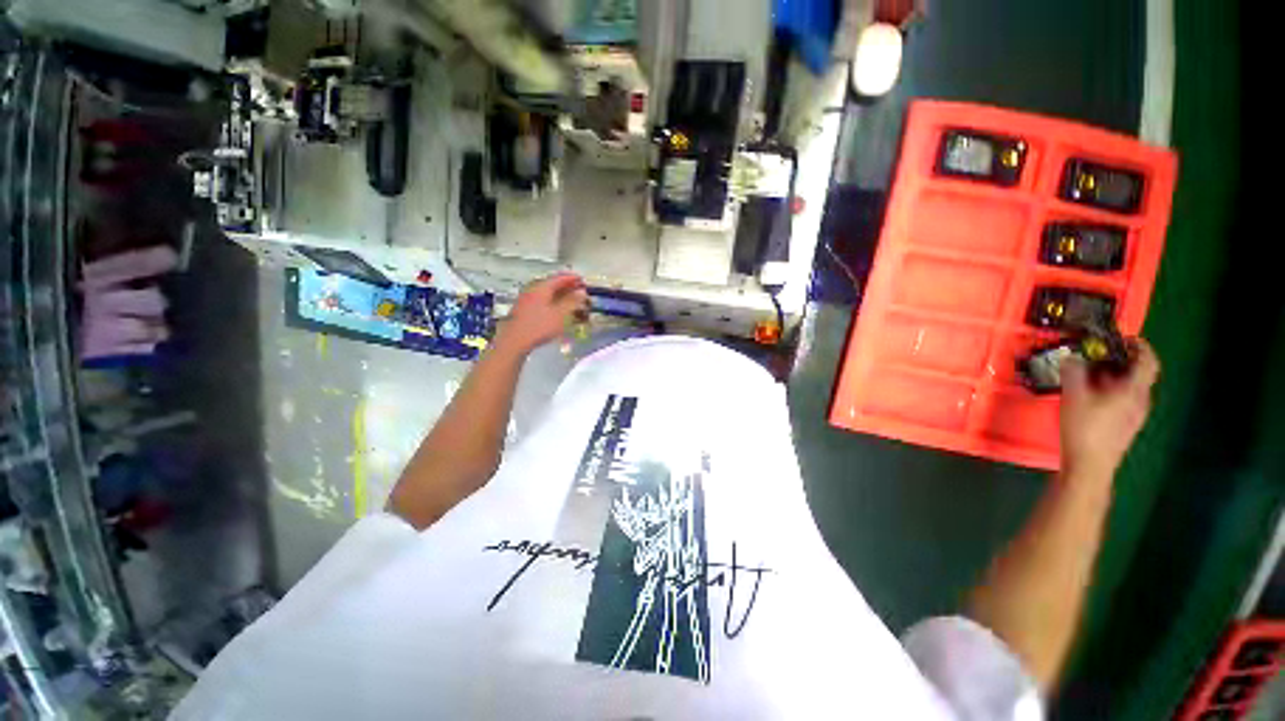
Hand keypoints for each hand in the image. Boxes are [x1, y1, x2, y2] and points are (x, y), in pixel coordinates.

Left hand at [493, 272, 588, 356]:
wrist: (515, 341)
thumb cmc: (540, 326)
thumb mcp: (561, 314)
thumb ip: (572, 302)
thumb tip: (582, 292)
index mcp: (542, 288)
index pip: (559, 278)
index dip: (572, 278)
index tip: (582, 280)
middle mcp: (532, 290)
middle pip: (551, 284)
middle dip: (566, 286)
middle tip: (577, 290)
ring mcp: (526, 300)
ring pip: (546, 293)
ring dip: (559, 295)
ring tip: (569, 301)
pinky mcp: (523, 310)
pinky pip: (541, 301)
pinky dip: (551, 302)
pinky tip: (556, 310)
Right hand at [1060, 338, 1159, 477]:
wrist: (1090, 465)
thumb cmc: (1085, 428)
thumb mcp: (1074, 395)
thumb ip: (1074, 372)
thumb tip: (1072, 357)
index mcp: (1134, 390)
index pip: (1148, 361)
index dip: (1139, 346)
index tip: (1123, 338)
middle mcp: (1141, 400)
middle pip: (1139, 374)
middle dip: (1120, 361)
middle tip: (1098, 356)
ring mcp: (1135, 415)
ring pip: (1130, 388)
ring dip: (1114, 377)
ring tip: (1090, 375)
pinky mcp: (1126, 425)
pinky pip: (1124, 400)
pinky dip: (1111, 391)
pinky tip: (1092, 397)